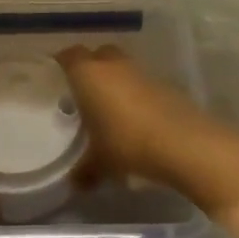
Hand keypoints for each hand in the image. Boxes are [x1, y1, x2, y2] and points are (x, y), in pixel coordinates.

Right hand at [56, 44, 200, 187]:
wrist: (181, 141)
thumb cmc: (126, 143)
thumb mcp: (100, 163)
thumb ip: (84, 170)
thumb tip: (74, 182)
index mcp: (88, 74)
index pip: (69, 56)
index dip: (62, 63)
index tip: (57, 76)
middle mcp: (112, 64)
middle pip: (97, 55)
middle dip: (91, 67)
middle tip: (84, 91)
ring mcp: (140, 70)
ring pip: (121, 66)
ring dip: (115, 79)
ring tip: (110, 106)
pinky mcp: (162, 82)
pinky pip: (140, 81)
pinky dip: (135, 92)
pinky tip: (135, 116)